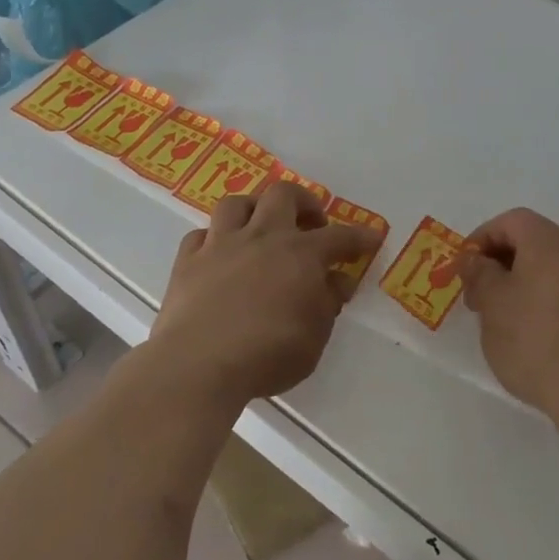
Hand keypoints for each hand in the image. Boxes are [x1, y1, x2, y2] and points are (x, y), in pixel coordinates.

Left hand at [147, 182, 383, 411]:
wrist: (198, 364)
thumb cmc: (268, 354)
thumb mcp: (314, 337)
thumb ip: (327, 304)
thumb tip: (338, 281)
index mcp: (301, 254)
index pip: (340, 237)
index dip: (359, 237)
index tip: (371, 238)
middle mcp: (262, 238)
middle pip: (283, 195)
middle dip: (303, 202)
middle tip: (311, 223)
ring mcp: (221, 245)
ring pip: (236, 203)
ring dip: (254, 209)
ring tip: (261, 228)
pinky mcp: (187, 261)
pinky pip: (200, 235)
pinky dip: (213, 240)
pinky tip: (219, 255)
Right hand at [456, 208, 558, 426]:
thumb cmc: (538, 341)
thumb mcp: (493, 305)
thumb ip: (479, 274)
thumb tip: (474, 259)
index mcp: (549, 242)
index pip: (511, 221)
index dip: (482, 238)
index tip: (464, 270)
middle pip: (533, 241)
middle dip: (500, 262)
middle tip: (478, 297)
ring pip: (550, 268)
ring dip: (521, 283)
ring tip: (502, 320)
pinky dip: (544, 300)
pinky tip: (533, 335)